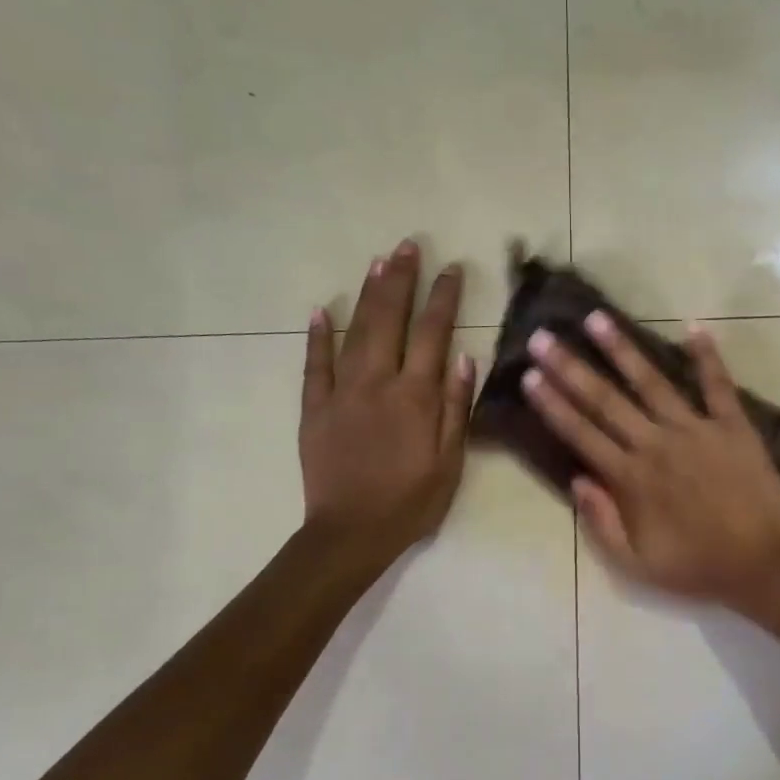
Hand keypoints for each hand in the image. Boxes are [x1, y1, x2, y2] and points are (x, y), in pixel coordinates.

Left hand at [299, 240, 474, 564]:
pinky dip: (318, 335)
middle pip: (391, 319)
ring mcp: (341, 392)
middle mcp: (378, 382)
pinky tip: (322, 309)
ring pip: (355, 331)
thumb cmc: (411, 501)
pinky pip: (314, 364)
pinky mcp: (314, 408)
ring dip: (368, 294)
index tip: (452, 268)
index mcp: (417, 396)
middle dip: (401, 280)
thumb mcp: (450, 462)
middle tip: (408, 246)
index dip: (444, 297)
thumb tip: (465, 358)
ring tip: (378, 262)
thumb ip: (458, 408)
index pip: (434, 333)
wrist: (351, 533)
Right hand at [521, 311, 779, 610]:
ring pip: (651, 382)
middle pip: (605, 400)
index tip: (528, 376)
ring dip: (622, 349)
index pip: (582, 433)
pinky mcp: (733, 425)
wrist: (764, 563)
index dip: (552, 404)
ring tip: (597, 317)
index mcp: (631, 479)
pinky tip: (693, 326)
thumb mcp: (637, 564)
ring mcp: (696, 430)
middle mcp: (656, 444)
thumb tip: (575, 480)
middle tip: (544, 336)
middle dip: (570, 367)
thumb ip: (601, 522)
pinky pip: (717, 384)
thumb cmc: (697, 566)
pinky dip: (707, 356)